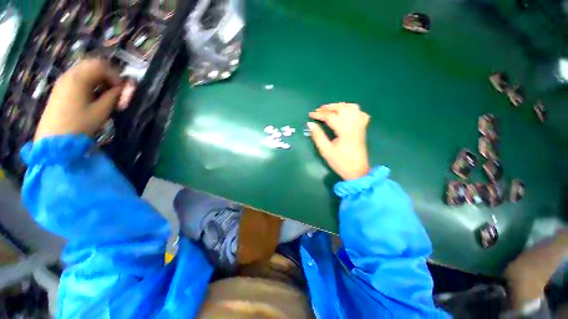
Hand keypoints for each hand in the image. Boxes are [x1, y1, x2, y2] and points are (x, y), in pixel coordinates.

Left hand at [34, 59, 123, 140]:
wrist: (54, 139)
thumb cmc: (80, 125)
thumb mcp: (102, 111)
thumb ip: (114, 96)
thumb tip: (123, 89)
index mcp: (79, 78)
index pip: (102, 66)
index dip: (116, 76)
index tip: (123, 91)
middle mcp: (70, 74)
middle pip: (93, 65)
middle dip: (108, 75)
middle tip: (116, 90)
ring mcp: (63, 81)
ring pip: (86, 70)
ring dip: (100, 79)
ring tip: (106, 94)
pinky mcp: (61, 88)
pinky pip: (79, 78)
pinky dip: (90, 82)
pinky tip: (94, 96)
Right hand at [308, 103, 370, 179]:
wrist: (357, 171)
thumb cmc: (340, 162)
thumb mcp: (326, 150)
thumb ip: (318, 136)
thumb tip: (310, 124)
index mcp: (344, 130)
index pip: (330, 116)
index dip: (319, 114)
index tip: (310, 114)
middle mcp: (354, 124)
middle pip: (342, 108)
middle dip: (329, 107)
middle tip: (318, 110)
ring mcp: (360, 125)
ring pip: (352, 107)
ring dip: (340, 106)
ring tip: (330, 109)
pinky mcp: (363, 128)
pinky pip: (359, 113)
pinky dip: (351, 110)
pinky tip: (345, 114)